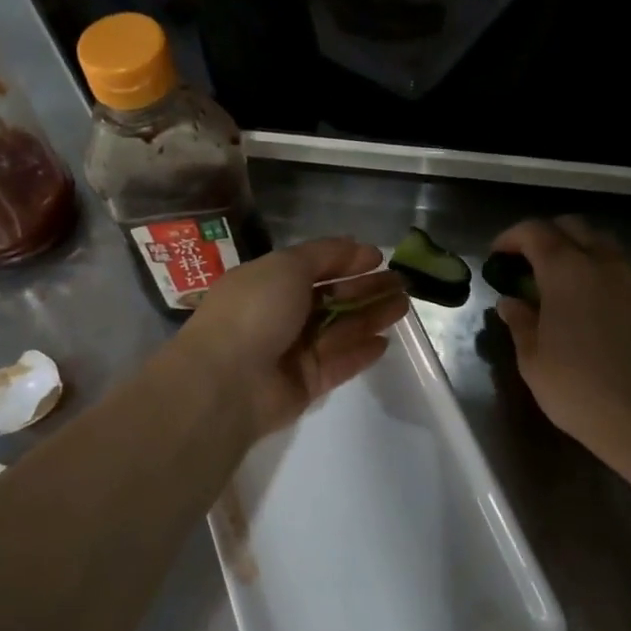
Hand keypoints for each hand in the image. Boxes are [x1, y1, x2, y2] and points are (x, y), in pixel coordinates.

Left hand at [171, 238, 409, 439]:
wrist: (226, 380)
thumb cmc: (254, 310)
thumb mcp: (287, 266)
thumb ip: (325, 255)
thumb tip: (356, 247)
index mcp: (268, 282)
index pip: (314, 267)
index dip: (346, 261)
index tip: (379, 258)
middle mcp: (280, 314)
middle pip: (332, 298)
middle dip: (366, 289)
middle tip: (402, 283)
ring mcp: (292, 351)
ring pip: (340, 329)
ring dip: (371, 316)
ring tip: (403, 306)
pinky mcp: (305, 384)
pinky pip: (339, 364)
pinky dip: (360, 353)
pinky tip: (385, 342)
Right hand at [491, 217, 630, 463]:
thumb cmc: (577, 386)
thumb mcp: (532, 358)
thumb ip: (519, 321)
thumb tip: (510, 302)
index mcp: (565, 268)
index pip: (534, 231)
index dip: (510, 238)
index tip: (496, 256)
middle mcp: (600, 262)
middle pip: (571, 226)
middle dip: (544, 235)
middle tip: (525, 262)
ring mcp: (628, 278)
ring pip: (598, 242)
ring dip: (573, 248)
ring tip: (554, 278)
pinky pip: (615, 266)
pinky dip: (594, 268)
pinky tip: (582, 299)